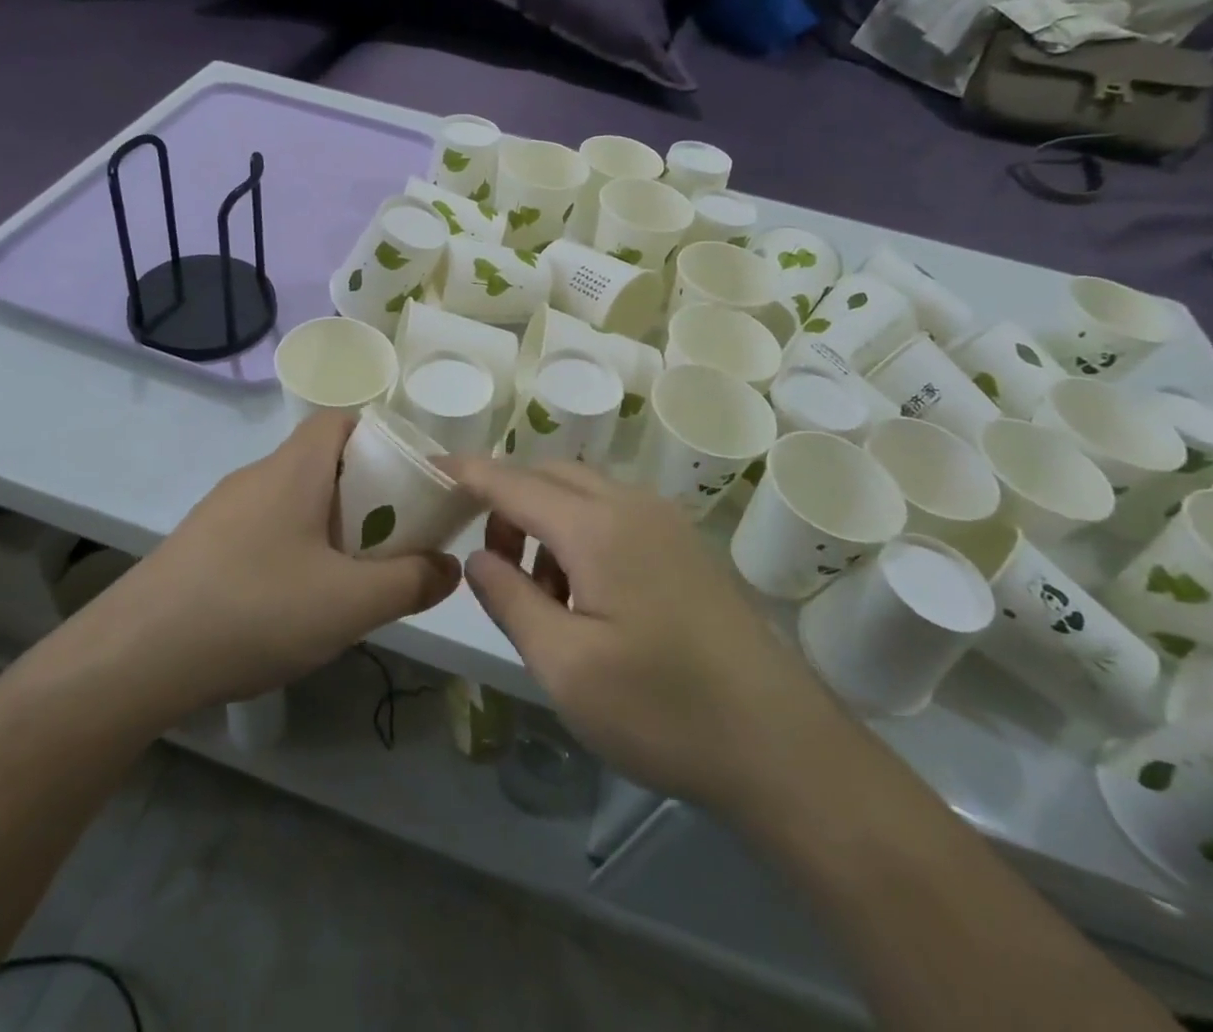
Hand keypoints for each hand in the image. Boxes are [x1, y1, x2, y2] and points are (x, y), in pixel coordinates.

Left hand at [64, 413, 461, 724]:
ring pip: (293, 500)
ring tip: (351, 578)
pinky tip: (294, 605)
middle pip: (322, 462)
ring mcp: (223, 511)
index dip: (381, 438)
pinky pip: (264, 531)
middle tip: (392, 538)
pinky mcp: (201, 546)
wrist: (136, 657)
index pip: (341, 420)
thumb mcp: (350, 603)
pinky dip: (293, 551)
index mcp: (294, 468)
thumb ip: (411, 582)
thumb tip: (448, 566)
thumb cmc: (255, 608)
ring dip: (329, 527)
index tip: (409, 480)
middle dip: (364, 493)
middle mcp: (257, 476)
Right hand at [448, 457, 826, 808]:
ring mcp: (665, 521)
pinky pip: (614, 514)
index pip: (513, 481)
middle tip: (492, 563)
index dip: (468, 473)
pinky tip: (587, 597)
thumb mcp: (565, 666)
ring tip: (541, 593)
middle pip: (550, 476)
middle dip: (508, 503)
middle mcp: (632, 505)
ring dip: (546, 521)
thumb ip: (510, 600)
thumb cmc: (663, 710)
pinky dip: (580, 534)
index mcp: (598, 526)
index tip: (430, 467)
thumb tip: (479, 557)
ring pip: (583, 493)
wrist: (781, 745)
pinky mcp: (685, 545)